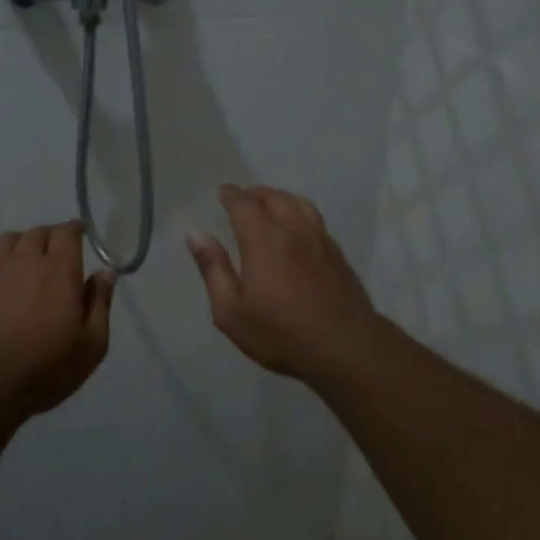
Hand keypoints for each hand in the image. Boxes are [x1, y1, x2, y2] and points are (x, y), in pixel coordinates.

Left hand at [0, 221, 114, 417]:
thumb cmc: (46, 367)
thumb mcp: (92, 344)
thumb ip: (100, 304)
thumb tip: (104, 273)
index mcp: (60, 270)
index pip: (67, 233)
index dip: (74, 230)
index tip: (80, 233)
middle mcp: (25, 262)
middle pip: (36, 233)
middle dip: (48, 237)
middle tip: (55, 253)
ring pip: (4, 242)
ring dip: (17, 245)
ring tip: (22, 263)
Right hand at [186, 185, 377, 382]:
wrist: (345, 347)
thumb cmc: (280, 333)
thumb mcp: (231, 311)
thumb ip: (213, 268)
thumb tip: (195, 234)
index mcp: (264, 239)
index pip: (244, 204)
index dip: (231, 195)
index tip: (222, 192)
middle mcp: (293, 230)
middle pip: (274, 197)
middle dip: (255, 193)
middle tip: (242, 198)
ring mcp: (320, 239)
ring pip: (299, 203)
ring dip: (280, 198)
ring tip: (269, 205)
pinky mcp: (337, 253)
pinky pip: (315, 218)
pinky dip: (299, 212)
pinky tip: (296, 228)